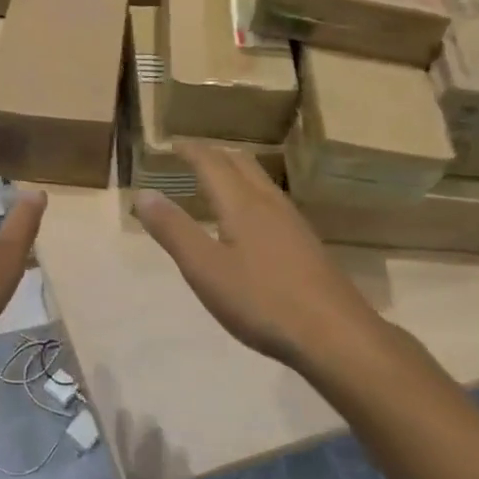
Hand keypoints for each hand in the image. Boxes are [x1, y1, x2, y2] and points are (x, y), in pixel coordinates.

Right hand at [133, 141, 386, 370]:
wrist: (335, 334)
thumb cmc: (262, 301)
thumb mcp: (205, 269)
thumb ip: (173, 230)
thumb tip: (143, 194)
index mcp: (242, 204)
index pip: (212, 163)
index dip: (190, 150)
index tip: (171, 143)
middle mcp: (270, 204)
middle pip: (242, 164)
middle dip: (215, 154)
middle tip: (193, 156)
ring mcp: (294, 223)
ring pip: (261, 181)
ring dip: (236, 172)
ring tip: (218, 180)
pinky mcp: (307, 244)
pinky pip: (273, 202)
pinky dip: (252, 193)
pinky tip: (252, 220)